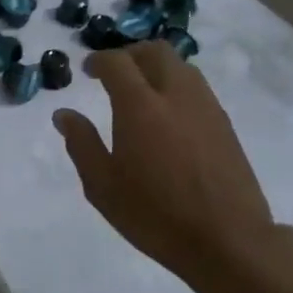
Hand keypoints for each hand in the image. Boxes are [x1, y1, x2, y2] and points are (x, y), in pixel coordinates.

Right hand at [53, 42, 285, 290]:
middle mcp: (175, 95)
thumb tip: (64, 114)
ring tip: (142, 91)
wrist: (229, 240)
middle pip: (155, 51)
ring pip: (181, 65)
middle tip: (115, 73)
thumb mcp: (103, 186)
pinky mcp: (225, 124)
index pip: (117, 62)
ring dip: (157, 67)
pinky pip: (197, 87)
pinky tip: (169, 115)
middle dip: (131, 53)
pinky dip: (177, 85)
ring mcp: (206, 107)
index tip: (87, 70)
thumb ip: (81, 144)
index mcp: (140, 106)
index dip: (98, 60)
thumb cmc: (156, 215)